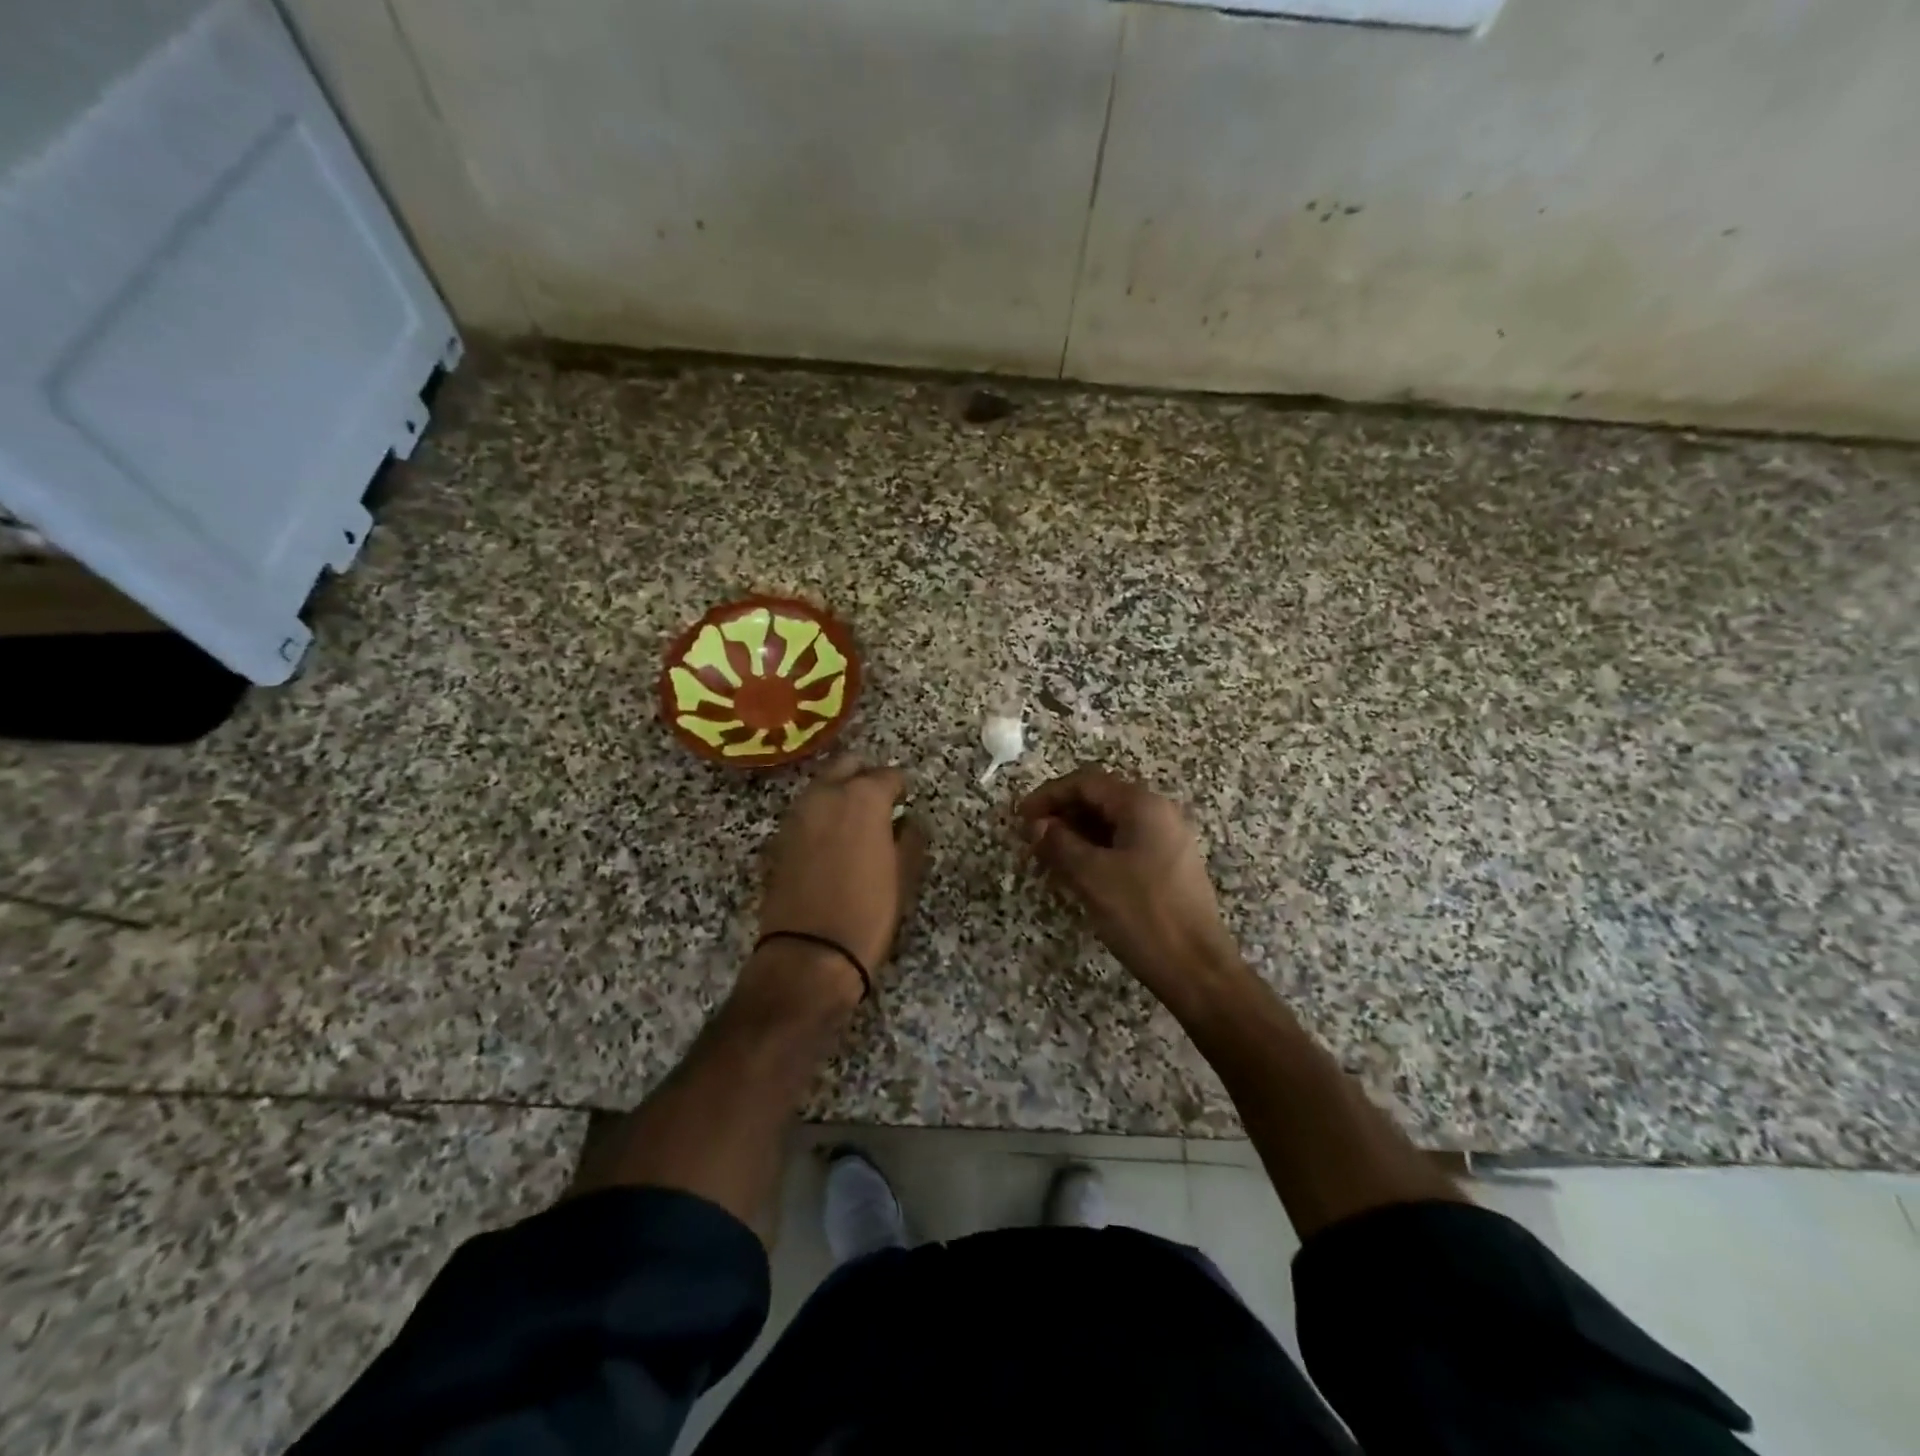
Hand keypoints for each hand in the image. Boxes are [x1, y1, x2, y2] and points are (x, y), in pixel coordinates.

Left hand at [756, 757, 927, 997]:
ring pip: (822, 786)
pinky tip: (830, 843)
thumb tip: (908, 821)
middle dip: (865, 776)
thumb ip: (910, 838)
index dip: (901, 789)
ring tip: (855, 823)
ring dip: (839, 793)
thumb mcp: (904, 875)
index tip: (906, 803)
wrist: (810, 954)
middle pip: (848, 765)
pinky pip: (805, 812)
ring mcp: (797, 814)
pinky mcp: (778, 838)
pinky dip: (820, 817)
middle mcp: (826, 794)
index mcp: (863, 797)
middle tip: (880, 801)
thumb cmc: (869, 912)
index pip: (889, 775)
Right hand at [1018, 766, 1240, 1002]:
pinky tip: (1077, 872)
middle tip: (1031, 839)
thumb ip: (1059, 843)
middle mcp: (1159, 813)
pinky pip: (1125, 844)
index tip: (1020, 817)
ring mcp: (1168, 839)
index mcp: (1142, 805)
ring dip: (1077, 834)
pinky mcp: (1169, 865)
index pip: (1086, 783)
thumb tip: (1036, 824)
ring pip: (1112, 823)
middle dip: (1062, 814)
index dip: (1048, 795)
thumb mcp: (1092, 876)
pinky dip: (1096, 850)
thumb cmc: (1142, 916)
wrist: (1198, 969)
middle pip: (1100, 799)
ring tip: (1047, 857)